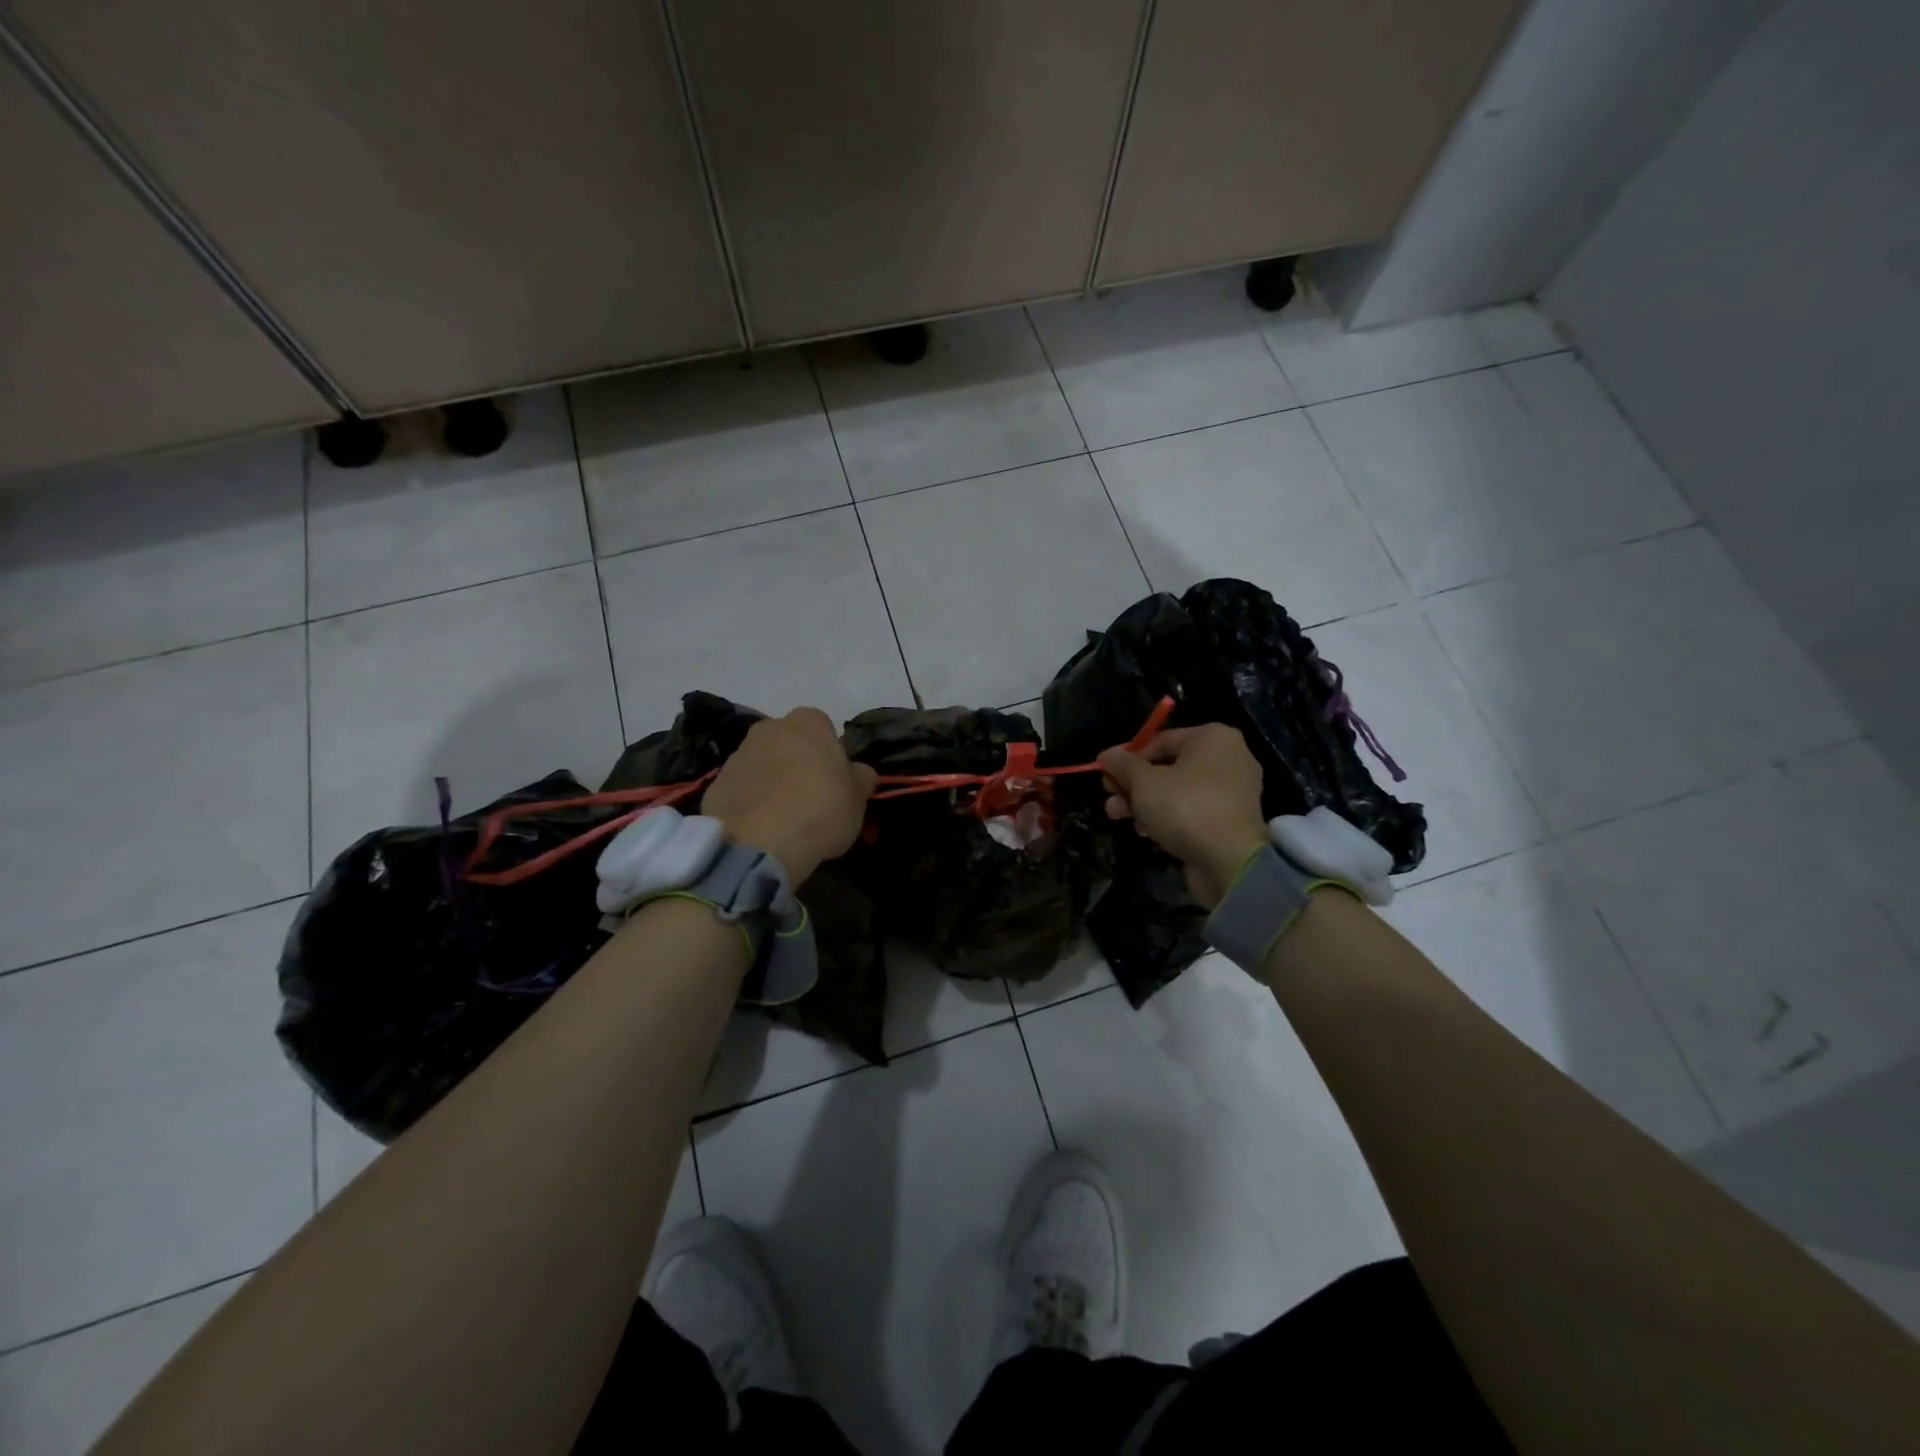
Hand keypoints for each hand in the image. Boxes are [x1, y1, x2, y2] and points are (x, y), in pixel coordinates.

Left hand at [702, 708, 876, 882]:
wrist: (758, 844)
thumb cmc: (819, 811)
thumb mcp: (857, 800)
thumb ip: (860, 778)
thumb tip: (859, 771)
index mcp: (808, 723)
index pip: (823, 728)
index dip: (830, 754)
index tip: (834, 781)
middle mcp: (769, 728)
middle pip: (789, 741)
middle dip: (797, 761)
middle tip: (809, 797)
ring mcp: (738, 754)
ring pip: (762, 763)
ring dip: (772, 780)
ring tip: (782, 816)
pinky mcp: (716, 783)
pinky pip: (741, 787)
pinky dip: (749, 800)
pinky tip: (760, 826)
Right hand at [1098, 724, 1268, 908]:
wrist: (1229, 861)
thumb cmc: (1185, 807)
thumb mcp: (1144, 782)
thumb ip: (1123, 765)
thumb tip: (1106, 755)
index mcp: (1213, 738)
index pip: (1159, 740)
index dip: (1126, 756)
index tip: (1103, 772)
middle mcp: (1228, 758)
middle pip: (1167, 766)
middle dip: (1132, 784)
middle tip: (1109, 796)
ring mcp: (1231, 791)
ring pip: (1176, 790)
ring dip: (1143, 802)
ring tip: (1117, 816)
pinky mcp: (1229, 819)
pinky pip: (1191, 809)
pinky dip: (1167, 817)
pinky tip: (1145, 832)